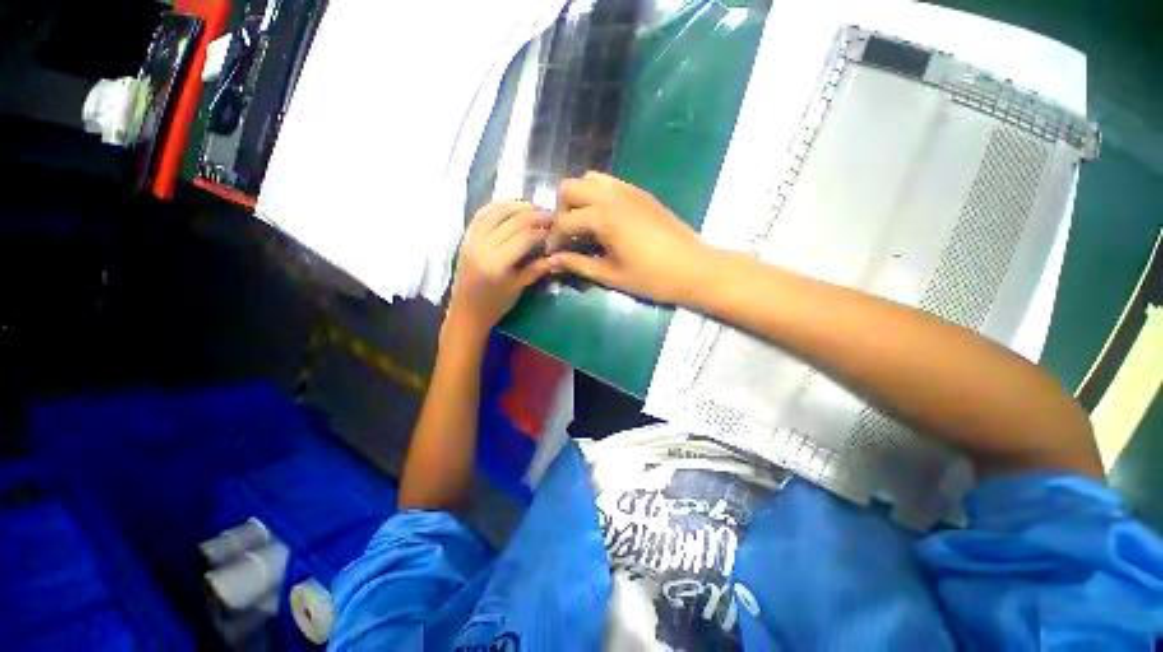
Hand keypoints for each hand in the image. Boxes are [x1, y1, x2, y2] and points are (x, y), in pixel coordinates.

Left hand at [448, 200, 552, 332]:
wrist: (465, 313)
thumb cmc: (494, 305)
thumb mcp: (518, 288)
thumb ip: (536, 269)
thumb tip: (557, 256)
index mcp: (497, 263)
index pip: (524, 237)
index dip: (542, 231)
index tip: (556, 231)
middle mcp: (482, 246)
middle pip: (512, 221)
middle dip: (534, 216)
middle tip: (551, 216)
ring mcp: (471, 240)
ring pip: (495, 212)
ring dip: (516, 206)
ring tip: (533, 208)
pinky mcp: (466, 238)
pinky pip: (481, 215)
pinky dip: (496, 207)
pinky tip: (510, 206)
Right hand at [546, 171, 712, 303]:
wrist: (694, 268)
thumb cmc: (652, 278)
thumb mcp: (611, 275)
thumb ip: (579, 264)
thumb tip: (553, 260)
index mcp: (603, 217)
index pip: (564, 221)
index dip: (555, 239)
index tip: (554, 254)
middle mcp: (612, 195)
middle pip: (570, 187)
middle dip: (561, 210)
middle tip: (568, 235)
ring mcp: (628, 190)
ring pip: (590, 179)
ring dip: (579, 199)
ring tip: (585, 225)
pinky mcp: (640, 193)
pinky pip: (610, 183)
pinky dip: (598, 196)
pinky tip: (605, 220)